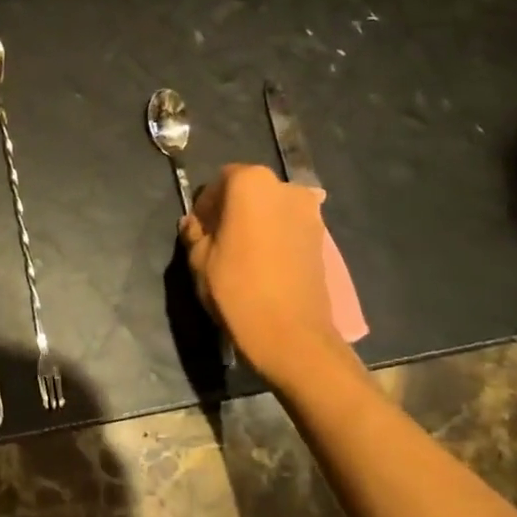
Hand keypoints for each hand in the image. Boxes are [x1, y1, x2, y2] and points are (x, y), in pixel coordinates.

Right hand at [181, 164, 354, 390]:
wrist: (292, 335)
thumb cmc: (237, 289)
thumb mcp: (199, 260)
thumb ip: (195, 234)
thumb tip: (194, 224)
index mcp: (251, 183)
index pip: (219, 181)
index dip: (206, 205)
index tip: (199, 230)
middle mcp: (285, 188)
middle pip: (249, 191)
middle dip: (231, 210)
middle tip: (217, 241)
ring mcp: (310, 213)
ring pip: (271, 210)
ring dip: (255, 224)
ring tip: (241, 256)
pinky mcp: (322, 239)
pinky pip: (288, 228)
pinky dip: (274, 237)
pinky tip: (263, 265)